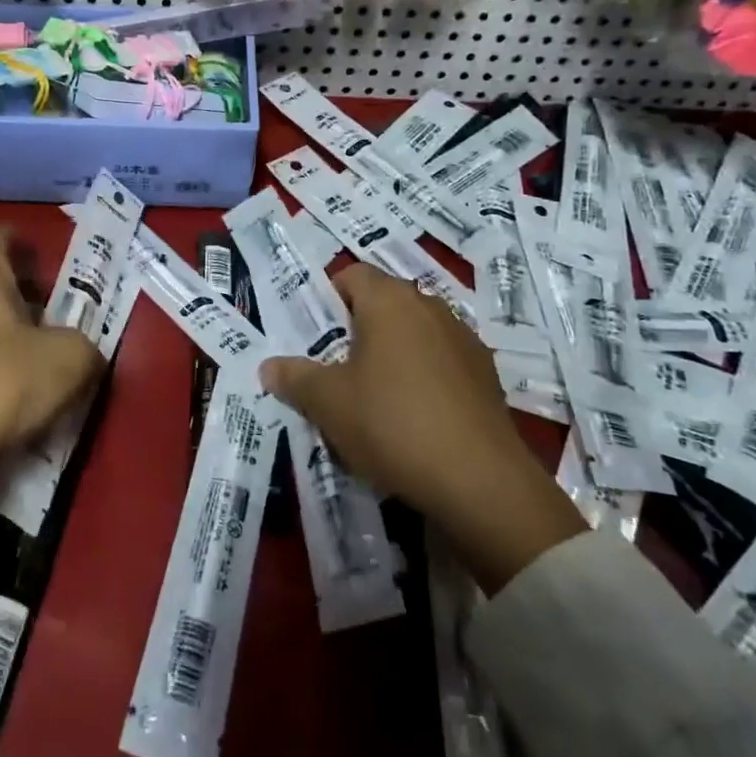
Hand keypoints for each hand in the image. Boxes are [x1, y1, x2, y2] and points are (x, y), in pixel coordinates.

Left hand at [0, 226, 104, 532]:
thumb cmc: (2, 383)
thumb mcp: (70, 358)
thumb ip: (85, 344)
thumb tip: (81, 352)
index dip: (20, 238)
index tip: (41, 251)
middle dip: (23, 292)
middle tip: (58, 311)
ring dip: (9, 334)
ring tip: (44, 356)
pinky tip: (18, 393)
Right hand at [259, 264, 584, 592]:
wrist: (480, 481)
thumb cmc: (392, 424)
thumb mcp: (328, 403)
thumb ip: (295, 377)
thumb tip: (269, 365)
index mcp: (390, 301)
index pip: (352, 275)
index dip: (328, 299)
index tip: (315, 337)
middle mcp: (430, 307)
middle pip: (384, 303)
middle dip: (358, 329)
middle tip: (336, 369)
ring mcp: (464, 339)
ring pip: (415, 333)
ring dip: (393, 354)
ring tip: (375, 397)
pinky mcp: (486, 375)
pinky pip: (442, 362)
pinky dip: (424, 377)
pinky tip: (416, 418)